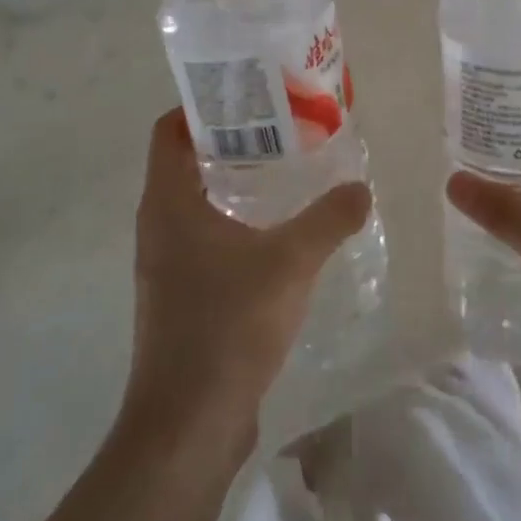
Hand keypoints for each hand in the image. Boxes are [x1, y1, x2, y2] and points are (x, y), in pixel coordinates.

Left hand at [121, 110, 371, 462]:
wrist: (189, 424)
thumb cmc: (229, 325)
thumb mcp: (291, 262)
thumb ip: (329, 219)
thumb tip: (361, 188)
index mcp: (168, 202)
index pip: (171, 130)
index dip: (203, 107)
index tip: (250, 97)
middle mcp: (159, 225)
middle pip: (188, 161)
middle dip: (234, 141)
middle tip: (285, 129)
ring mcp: (167, 262)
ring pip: (199, 201)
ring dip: (238, 183)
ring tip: (290, 172)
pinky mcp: (181, 294)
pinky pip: (207, 237)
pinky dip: (238, 222)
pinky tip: (281, 233)